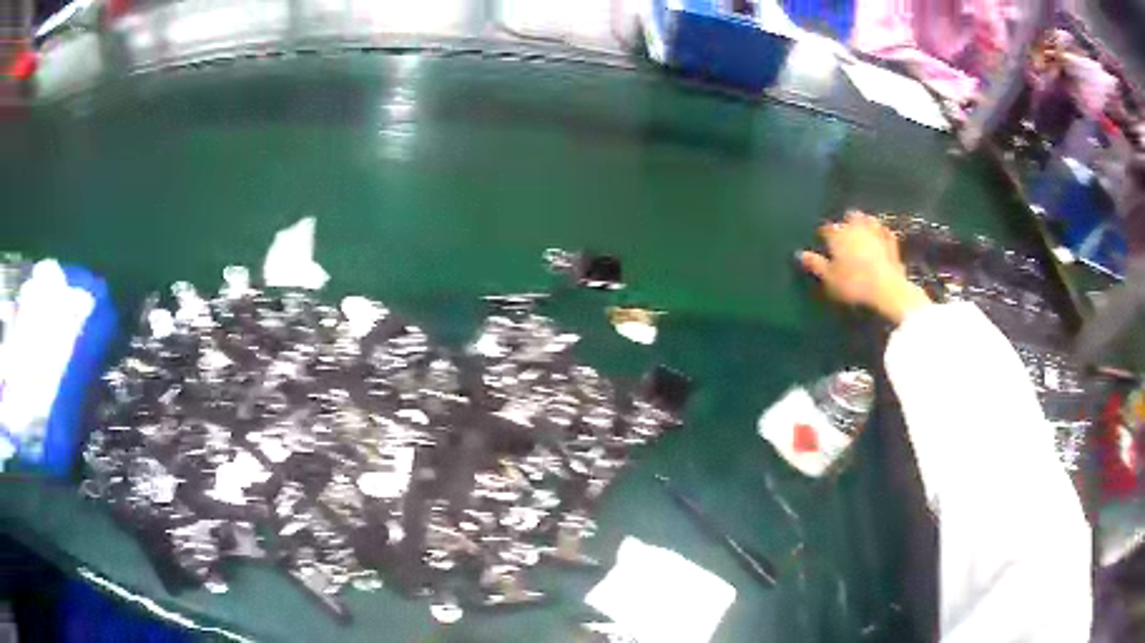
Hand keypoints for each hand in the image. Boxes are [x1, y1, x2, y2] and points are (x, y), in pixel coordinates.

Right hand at [799, 211, 931, 324]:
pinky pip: (885, 231)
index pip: (826, 229)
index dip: (823, 235)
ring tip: (861, 230)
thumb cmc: (854, 285)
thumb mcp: (829, 279)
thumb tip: (800, 253)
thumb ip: (816, 264)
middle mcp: (856, 227)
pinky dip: (881, 232)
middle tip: (844, 233)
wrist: (886, 289)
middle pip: (849, 218)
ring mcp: (875, 232)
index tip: (822, 242)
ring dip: (864, 223)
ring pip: (868, 219)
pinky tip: (881, 236)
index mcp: (837, 234)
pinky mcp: (891, 242)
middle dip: (846, 223)